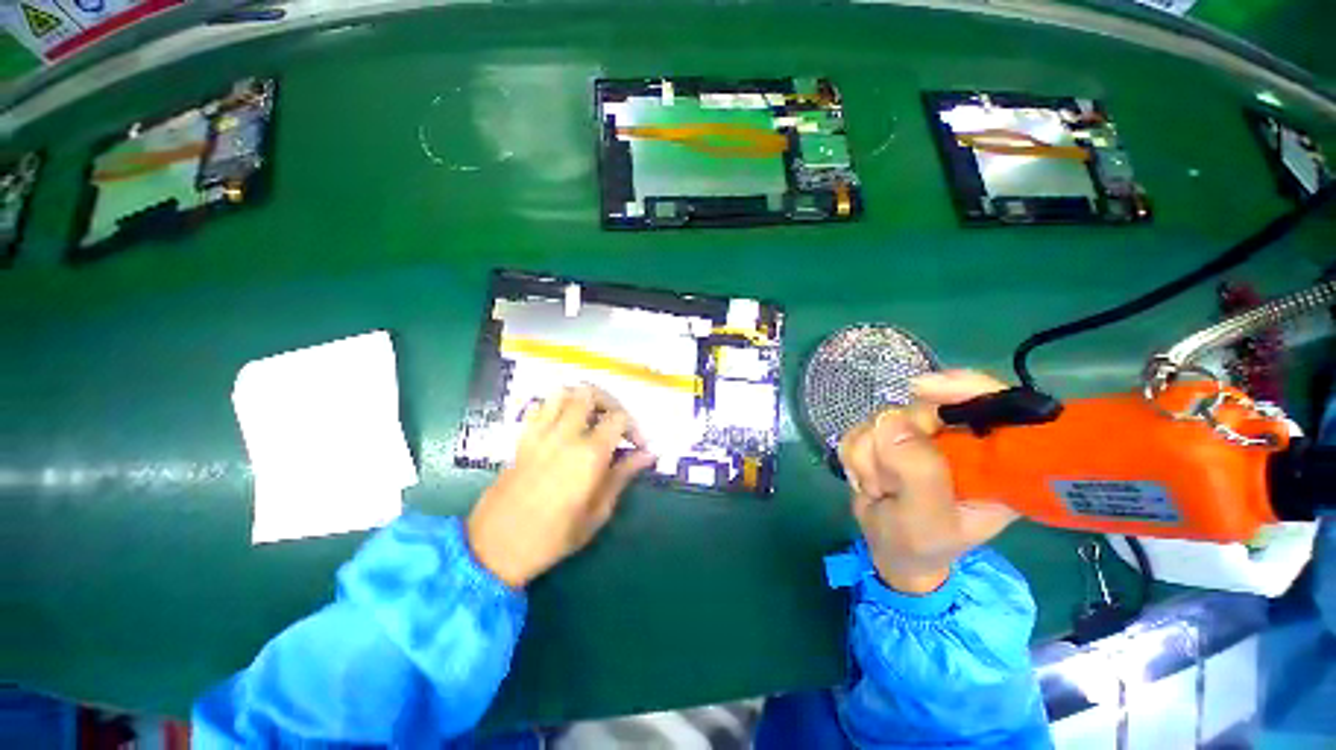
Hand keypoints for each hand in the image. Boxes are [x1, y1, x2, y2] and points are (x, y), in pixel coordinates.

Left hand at [467, 385, 656, 588]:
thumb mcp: (597, 513)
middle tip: (616, 423)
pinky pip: (541, 407)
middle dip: (610, 403)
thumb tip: (648, 455)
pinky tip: (565, 424)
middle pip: (590, 393)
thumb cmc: (553, 537)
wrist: (495, 547)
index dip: (634, 427)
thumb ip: (622, 476)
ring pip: (563, 392)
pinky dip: (557, 405)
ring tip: (593, 417)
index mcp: (589, 454)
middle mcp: (565, 435)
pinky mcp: (523, 438)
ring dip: (582, 398)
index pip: (618, 418)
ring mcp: (540, 433)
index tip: (638, 446)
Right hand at [839, 370, 1019, 593]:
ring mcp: (920, 437)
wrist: (888, 551)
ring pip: (882, 418)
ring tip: (880, 489)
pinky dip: (855, 455)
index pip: (993, 404)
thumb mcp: (927, 520)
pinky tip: (866, 479)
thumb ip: (918, 473)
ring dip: (869, 456)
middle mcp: (959, 441)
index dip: (962, 387)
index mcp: (994, 461)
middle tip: (890, 483)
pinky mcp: (888, 437)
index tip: (920, 389)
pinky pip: (859, 428)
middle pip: (922, 408)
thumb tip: (891, 421)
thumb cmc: (920, 546)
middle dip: (893, 444)